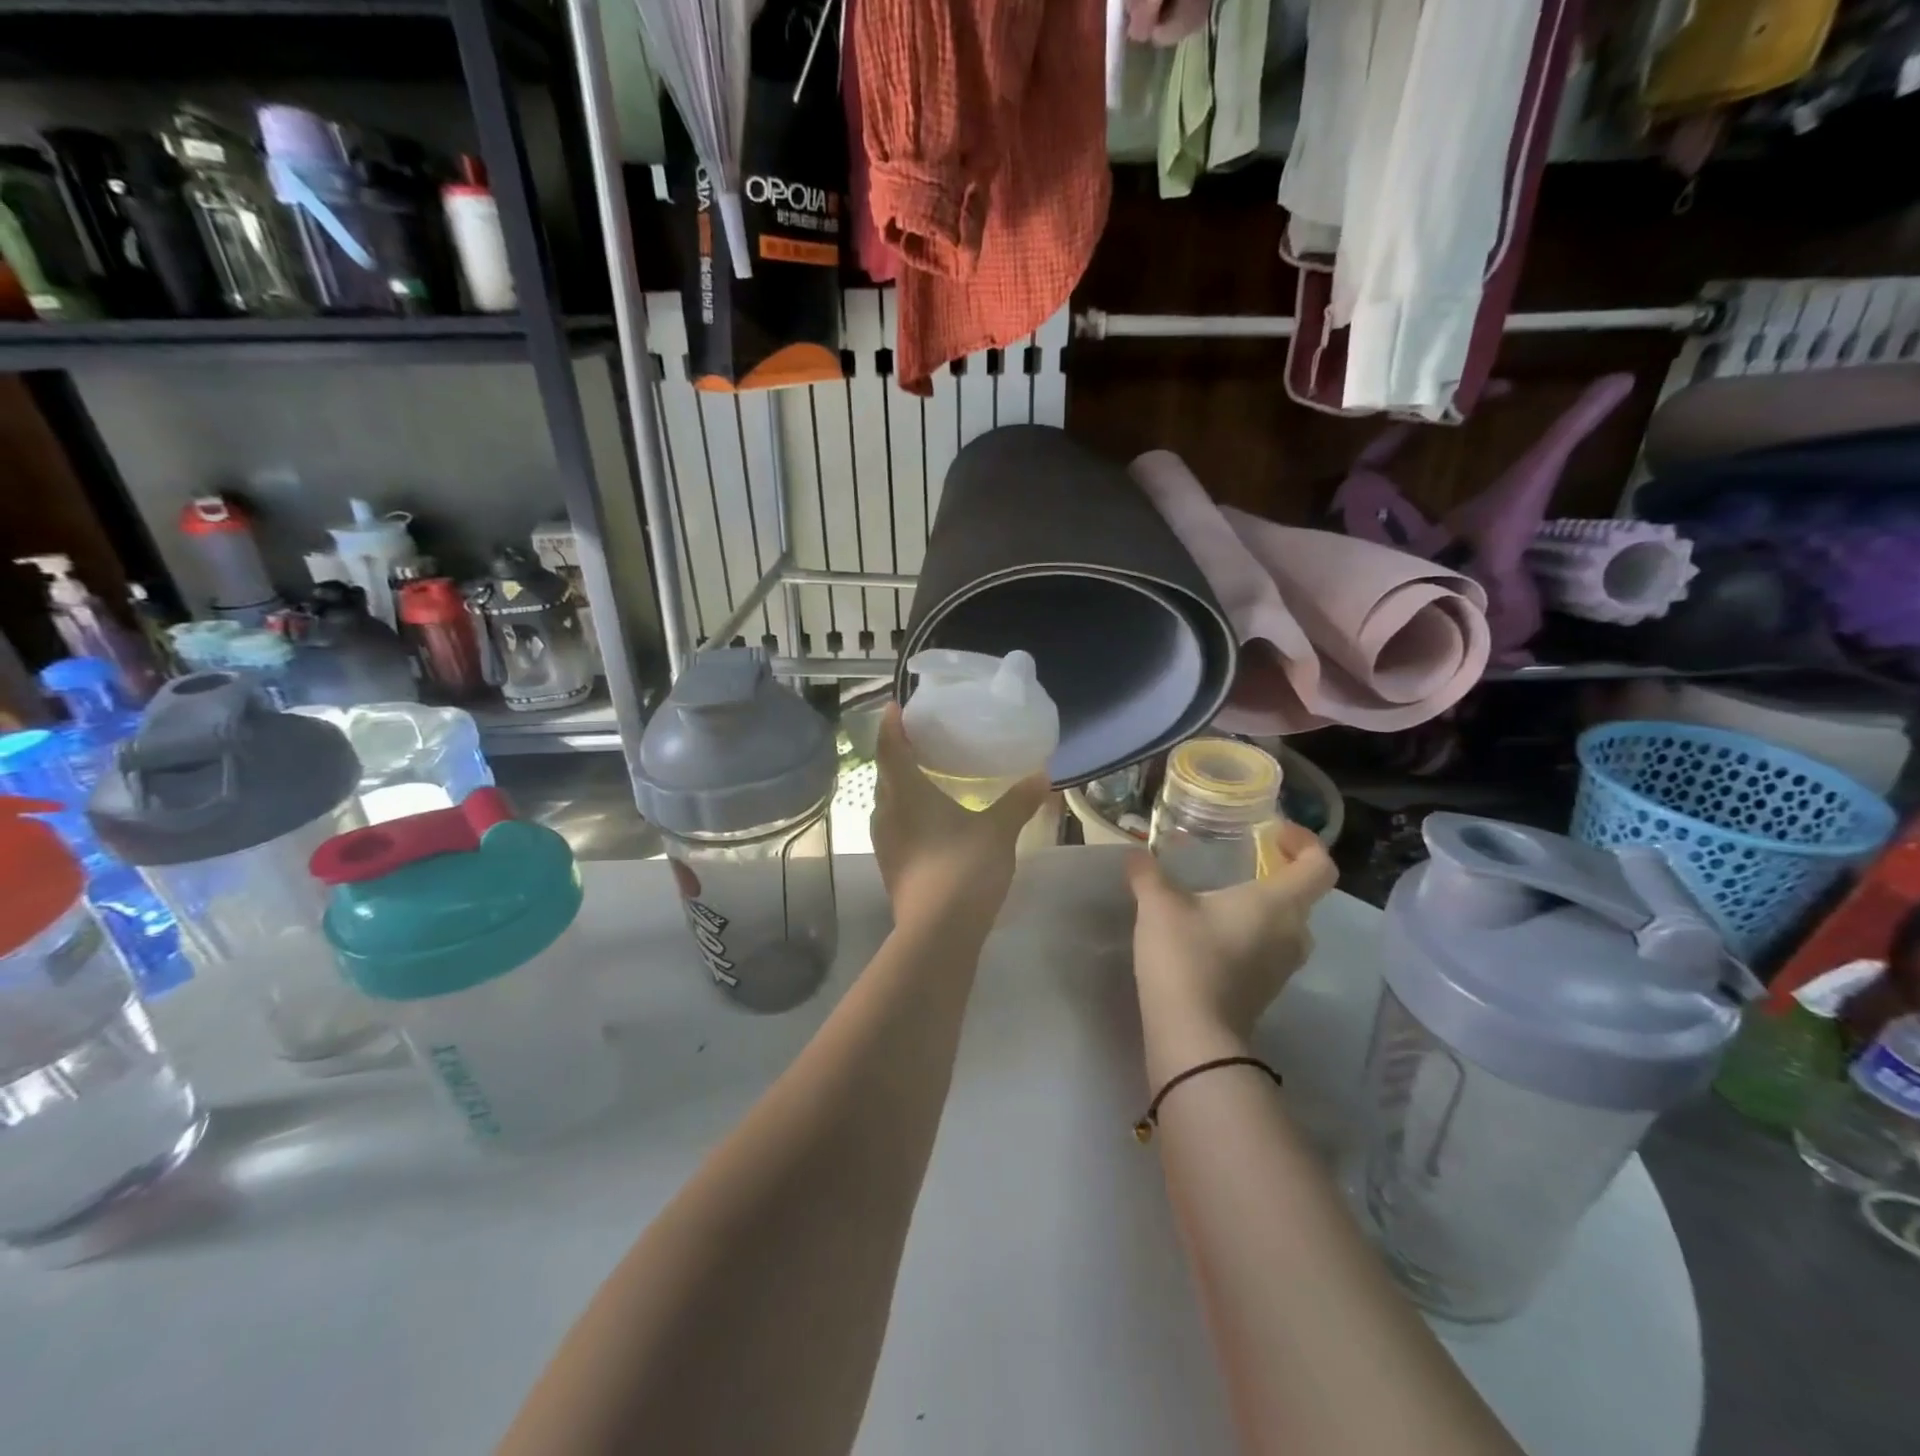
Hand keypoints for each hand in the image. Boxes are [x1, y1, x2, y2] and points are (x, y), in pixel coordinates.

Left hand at [871, 703, 1048, 929]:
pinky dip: (908, 813)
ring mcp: (885, 843)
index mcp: (905, 792)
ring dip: (902, 786)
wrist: (938, 933)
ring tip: (926, 777)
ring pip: (888, 802)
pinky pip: (895, 826)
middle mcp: (886, 812)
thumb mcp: (998, 830)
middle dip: (899, 754)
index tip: (895, 706)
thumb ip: (1018, 800)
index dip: (891, 724)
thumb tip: (1041, 774)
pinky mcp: (891, 866)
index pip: (890, 746)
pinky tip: (931, 821)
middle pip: (886, 773)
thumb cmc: (964, 868)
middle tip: (920, 740)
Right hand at [1127, 822, 1336, 1071]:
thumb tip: (1135, 853)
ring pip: (1286, 923)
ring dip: (1264, 905)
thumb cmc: (1185, 957)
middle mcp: (1293, 933)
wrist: (1192, 1034)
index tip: (1274, 833)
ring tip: (1223, 893)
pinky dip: (1252, 932)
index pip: (1319, 866)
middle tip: (1243, 858)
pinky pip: (1270, 947)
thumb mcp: (1158, 905)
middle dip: (1278, 872)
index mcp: (1278, 904)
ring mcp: (1283, 966)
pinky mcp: (1267, 988)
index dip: (1305, 842)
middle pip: (1303, 894)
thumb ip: (1148, 873)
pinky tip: (1213, 930)